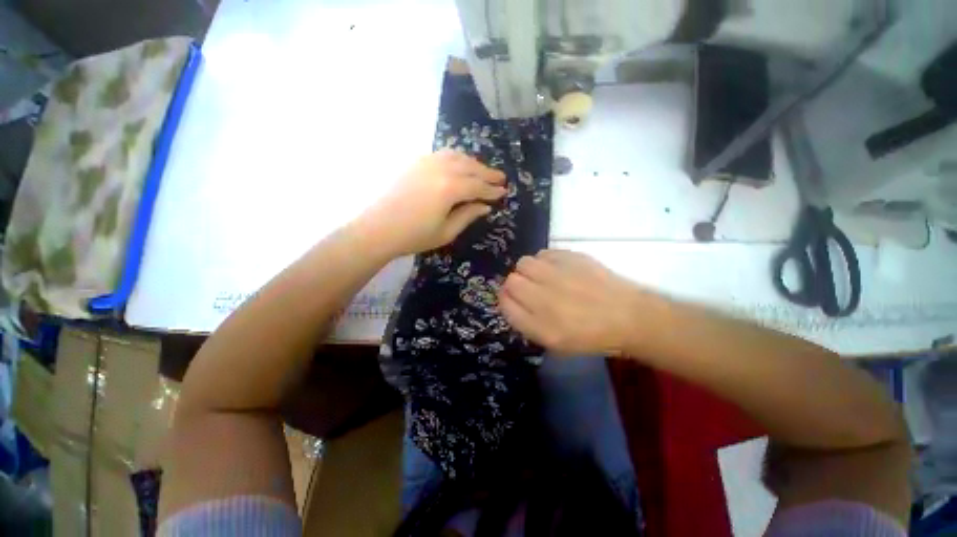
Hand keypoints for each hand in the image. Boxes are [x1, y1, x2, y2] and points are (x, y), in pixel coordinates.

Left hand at [358, 150, 505, 255]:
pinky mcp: (416, 162)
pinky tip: (460, 164)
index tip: (504, 192)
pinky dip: (456, 158)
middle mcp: (441, 169)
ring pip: (457, 156)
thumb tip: (485, 207)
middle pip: (470, 167)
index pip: (478, 186)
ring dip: (473, 163)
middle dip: (487, 173)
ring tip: (483, 171)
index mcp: (450, 188)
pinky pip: (442, 154)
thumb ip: (468, 216)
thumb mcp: (447, 232)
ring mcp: (426, 162)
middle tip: (501, 178)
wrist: (378, 229)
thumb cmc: (414, 236)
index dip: (492, 190)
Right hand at [498, 250, 662, 356]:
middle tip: (530, 288)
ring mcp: (558, 276)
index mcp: (540, 327)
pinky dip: (545, 260)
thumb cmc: (591, 336)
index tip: (513, 298)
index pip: (505, 304)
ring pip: (524, 263)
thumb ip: (526, 322)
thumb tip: (509, 298)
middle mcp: (545, 300)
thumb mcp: (554, 343)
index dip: (506, 299)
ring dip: (528, 270)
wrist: (629, 317)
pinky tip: (557, 268)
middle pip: (511, 281)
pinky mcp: (572, 258)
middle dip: (515, 284)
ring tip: (543, 276)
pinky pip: (543, 253)